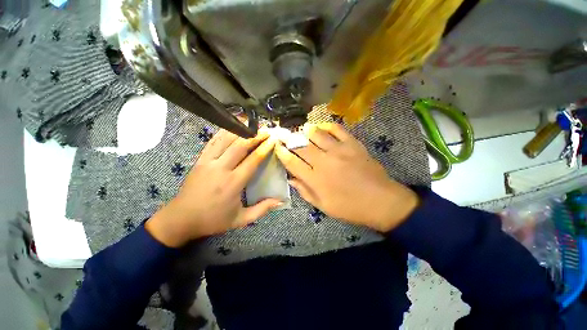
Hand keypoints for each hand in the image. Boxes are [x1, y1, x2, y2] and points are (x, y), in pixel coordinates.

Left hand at [146, 130, 281, 246]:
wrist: (181, 219)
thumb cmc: (213, 220)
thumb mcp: (241, 220)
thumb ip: (262, 209)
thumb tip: (280, 201)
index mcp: (233, 183)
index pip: (252, 160)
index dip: (264, 148)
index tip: (272, 140)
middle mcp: (221, 169)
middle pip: (240, 146)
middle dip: (255, 136)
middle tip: (265, 130)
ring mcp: (208, 162)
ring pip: (225, 140)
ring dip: (240, 130)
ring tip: (251, 124)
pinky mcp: (200, 160)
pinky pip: (213, 142)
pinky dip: (223, 132)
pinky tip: (231, 126)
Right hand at [275, 123, 417, 232]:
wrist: (380, 201)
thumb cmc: (349, 207)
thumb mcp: (323, 206)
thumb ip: (304, 191)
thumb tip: (290, 179)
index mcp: (315, 179)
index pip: (292, 162)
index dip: (281, 153)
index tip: (276, 147)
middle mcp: (324, 162)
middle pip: (301, 145)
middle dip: (289, 138)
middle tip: (284, 135)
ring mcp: (339, 150)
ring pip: (316, 134)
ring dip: (306, 131)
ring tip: (302, 131)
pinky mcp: (353, 144)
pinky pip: (337, 129)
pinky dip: (327, 125)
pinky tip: (321, 127)